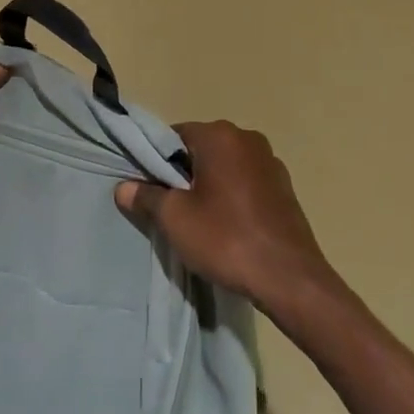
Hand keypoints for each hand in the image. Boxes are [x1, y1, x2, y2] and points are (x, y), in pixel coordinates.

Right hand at [115, 121, 337, 325]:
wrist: (289, 278)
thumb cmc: (226, 239)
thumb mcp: (175, 219)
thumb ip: (146, 197)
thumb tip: (124, 187)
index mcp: (220, 136)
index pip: (174, 135)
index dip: (156, 160)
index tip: (149, 189)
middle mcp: (248, 138)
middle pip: (201, 148)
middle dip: (183, 173)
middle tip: (171, 208)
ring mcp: (271, 162)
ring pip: (225, 166)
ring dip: (209, 185)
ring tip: (199, 220)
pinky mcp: (285, 187)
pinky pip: (246, 181)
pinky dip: (232, 195)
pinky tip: (228, 226)